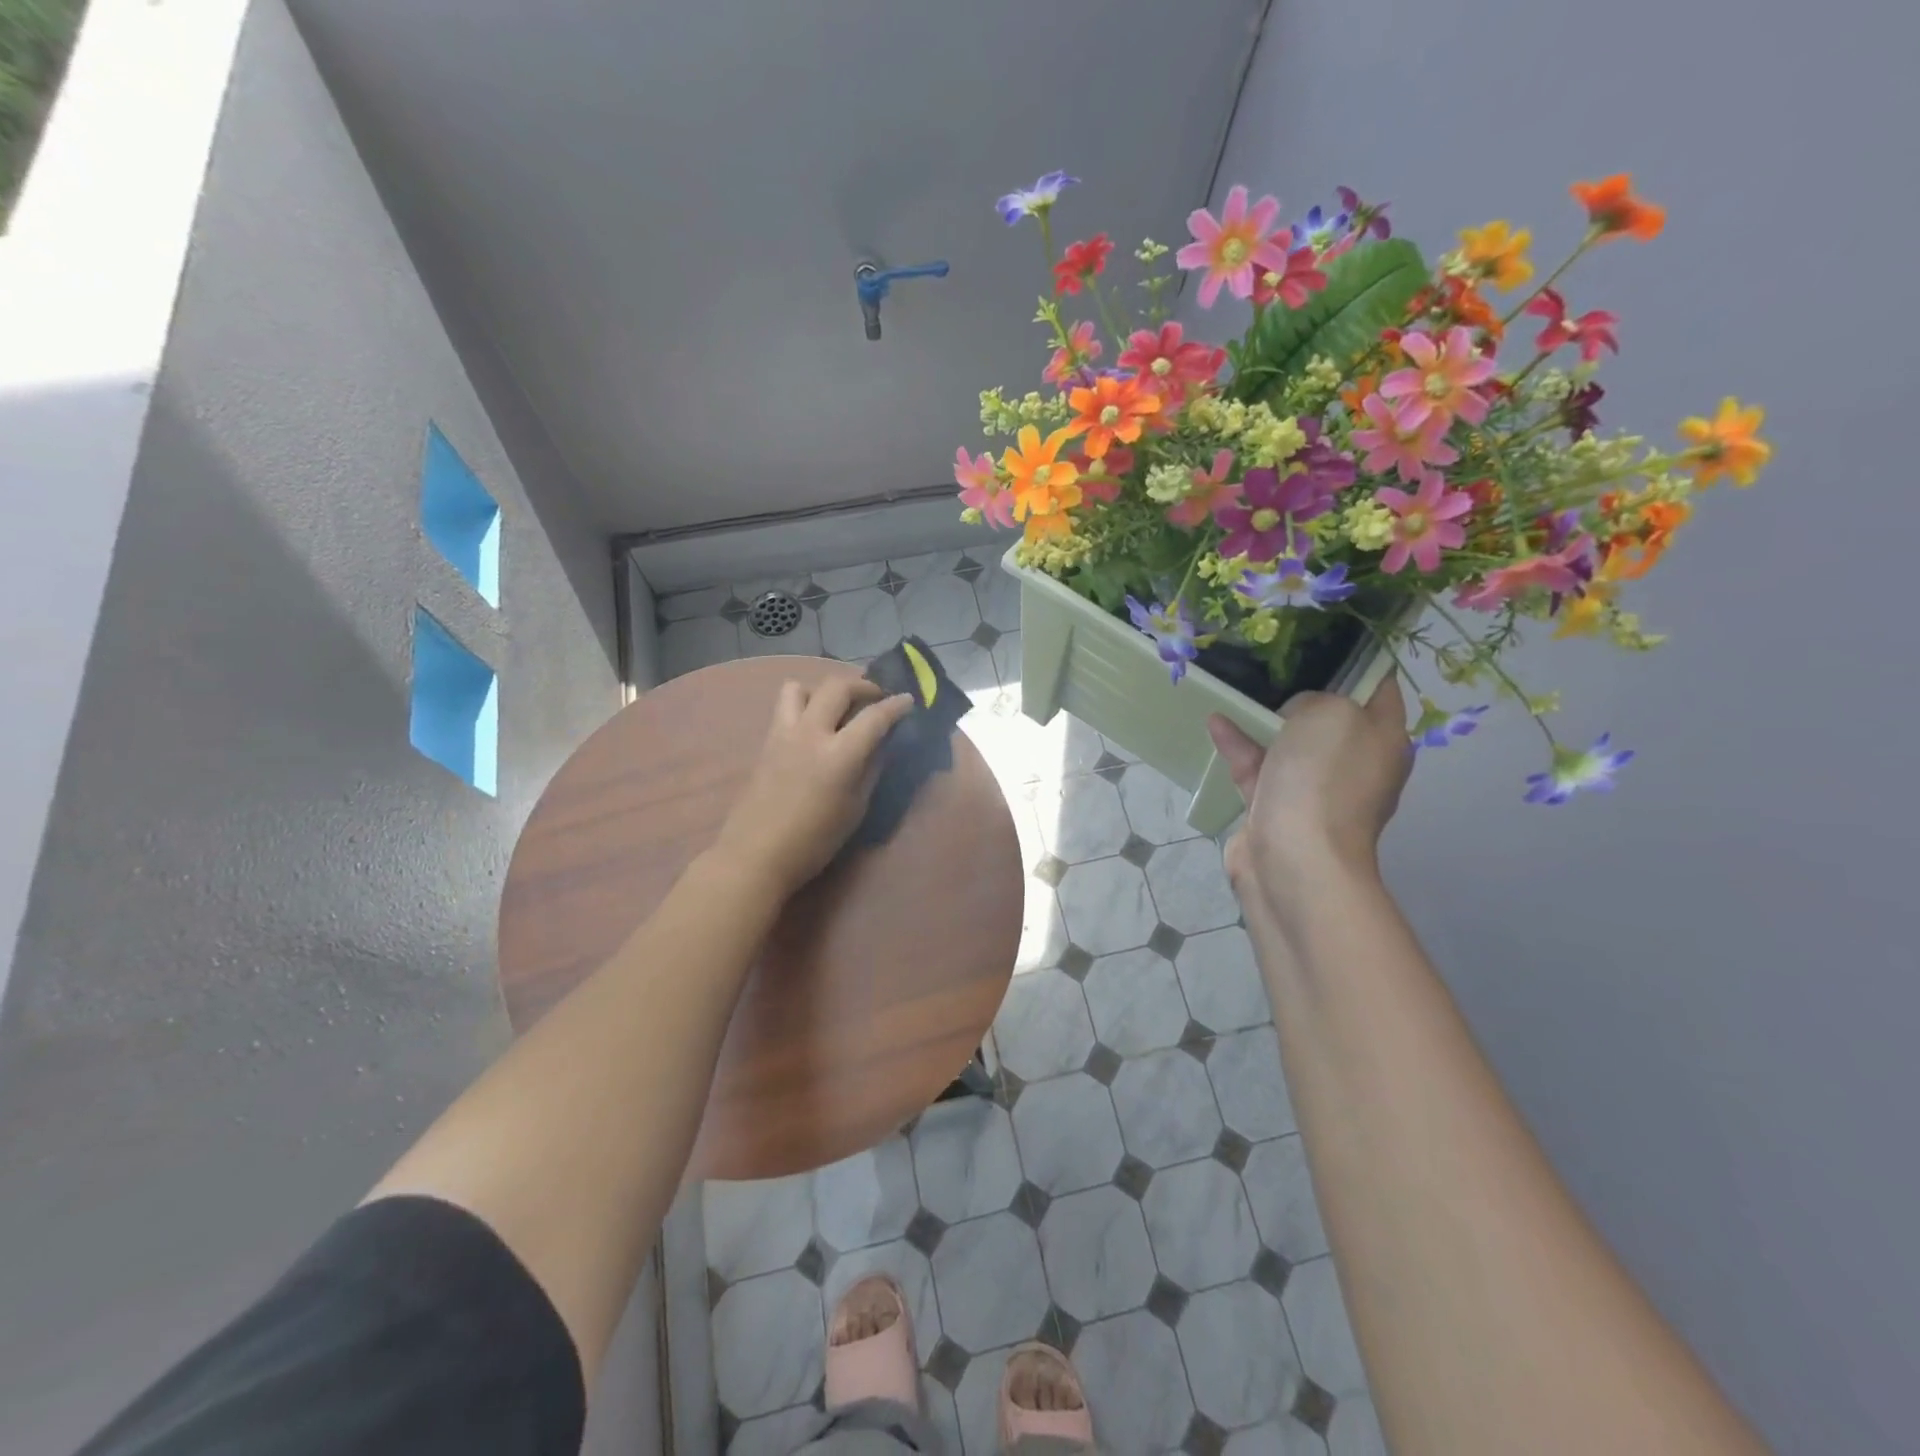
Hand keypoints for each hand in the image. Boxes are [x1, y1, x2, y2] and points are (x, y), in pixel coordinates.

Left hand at [711, 676, 915, 898]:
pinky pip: (785, 707)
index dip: (896, 706)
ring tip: (835, 709)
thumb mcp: (855, 809)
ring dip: (823, 691)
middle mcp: (811, 734)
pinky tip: (813, 728)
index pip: (874, 717)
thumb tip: (881, 745)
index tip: (908, 700)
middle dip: (862, 686)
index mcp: (839, 755)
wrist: (756, 855)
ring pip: (801, 687)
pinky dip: (804, 705)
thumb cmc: (814, 841)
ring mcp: (784, 734)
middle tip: (876, 698)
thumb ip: (871, 770)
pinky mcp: (766, 742)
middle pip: (837, 687)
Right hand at [1206, 676, 1412, 909]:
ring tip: (1237, 691)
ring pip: (1289, 743)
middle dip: (1304, 690)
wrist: (1295, 859)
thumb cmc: (1324, 779)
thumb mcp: (1329, 713)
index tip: (1325, 638)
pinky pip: (1258, 767)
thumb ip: (1314, 698)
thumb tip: (1295, 716)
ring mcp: (1315, 789)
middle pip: (1331, 716)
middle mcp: (1355, 763)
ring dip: (1264, 719)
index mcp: (1384, 739)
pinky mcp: (1276, 808)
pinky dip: (1240, 745)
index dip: (1358, 661)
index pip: (1381, 688)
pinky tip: (1216, 722)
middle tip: (1274, 662)